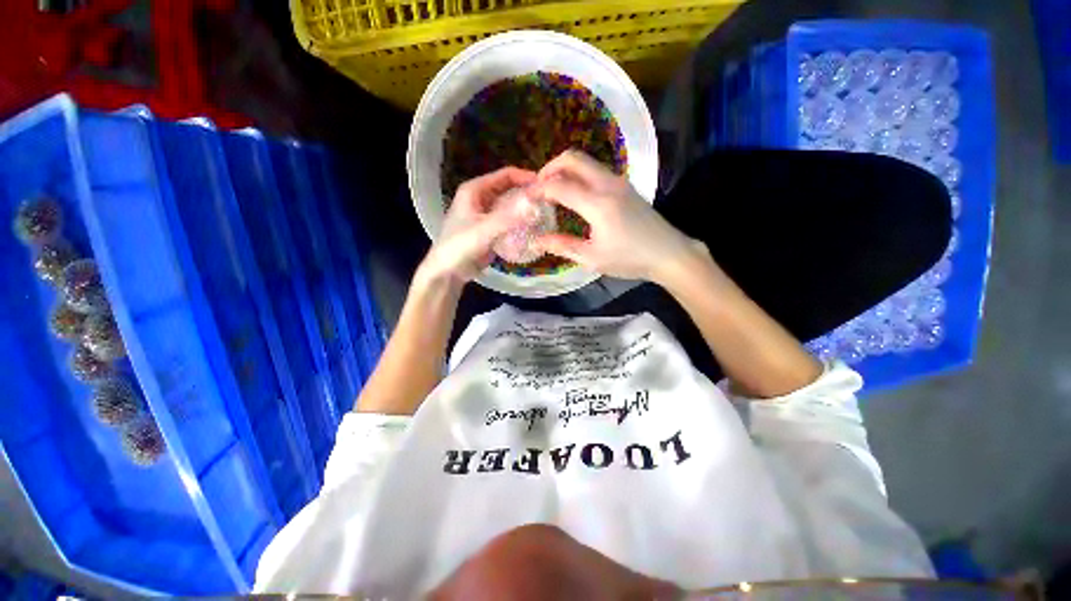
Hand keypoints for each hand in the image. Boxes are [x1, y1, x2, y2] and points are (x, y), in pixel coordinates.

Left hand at [417, 167, 536, 288]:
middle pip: (509, 189)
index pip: (505, 175)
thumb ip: (508, 218)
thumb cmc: (460, 246)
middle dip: (527, 193)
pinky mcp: (490, 229)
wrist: (448, 271)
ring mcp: (485, 214)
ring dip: (524, 208)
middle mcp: (481, 198)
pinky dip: (520, 222)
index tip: (546, 185)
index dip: (525, 177)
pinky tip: (533, 228)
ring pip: (510, 206)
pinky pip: (508, 221)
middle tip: (548, 201)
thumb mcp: (484, 230)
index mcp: (475, 190)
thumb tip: (535, 203)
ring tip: (545, 213)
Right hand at [532, 150, 697, 282]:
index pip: (559, 185)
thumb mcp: (593, 258)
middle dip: (550, 168)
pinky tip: (575, 195)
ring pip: (586, 161)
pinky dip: (579, 175)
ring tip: (554, 191)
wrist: (668, 253)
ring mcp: (619, 181)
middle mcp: (608, 184)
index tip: (527, 198)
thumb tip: (538, 240)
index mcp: (598, 204)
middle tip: (539, 188)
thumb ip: (563, 245)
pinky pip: (596, 170)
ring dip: (565, 170)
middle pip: (573, 158)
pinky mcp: (625, 186)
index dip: (539, 189)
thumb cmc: (630, 259)